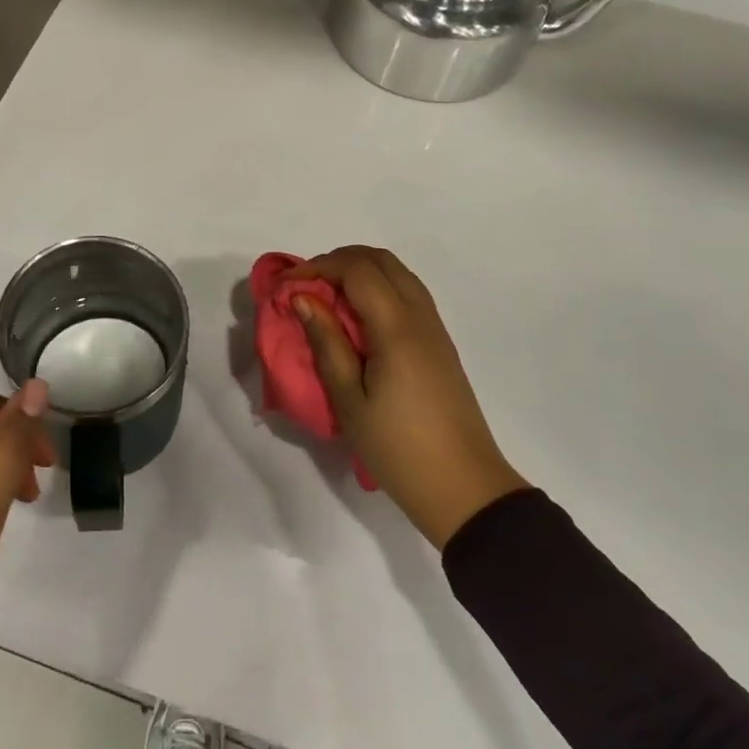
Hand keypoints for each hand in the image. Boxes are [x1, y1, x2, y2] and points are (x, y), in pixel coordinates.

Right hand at [289, 246, 526, 549]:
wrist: (463, 488)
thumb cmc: (398, 448)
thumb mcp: (349, 400)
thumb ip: (326, 342)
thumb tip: (303, 298)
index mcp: (397, 328)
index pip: (356, 270)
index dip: (316, 267)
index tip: (284, 286)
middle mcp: (420, 316)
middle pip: (380, 260)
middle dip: (337, 261)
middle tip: (304, 286)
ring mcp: (435, 328)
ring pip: (397, 273)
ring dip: (359, 272)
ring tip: (326, 299)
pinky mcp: (440, 343)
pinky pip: (408, 293)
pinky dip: (377, 288)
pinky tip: (356, 318)